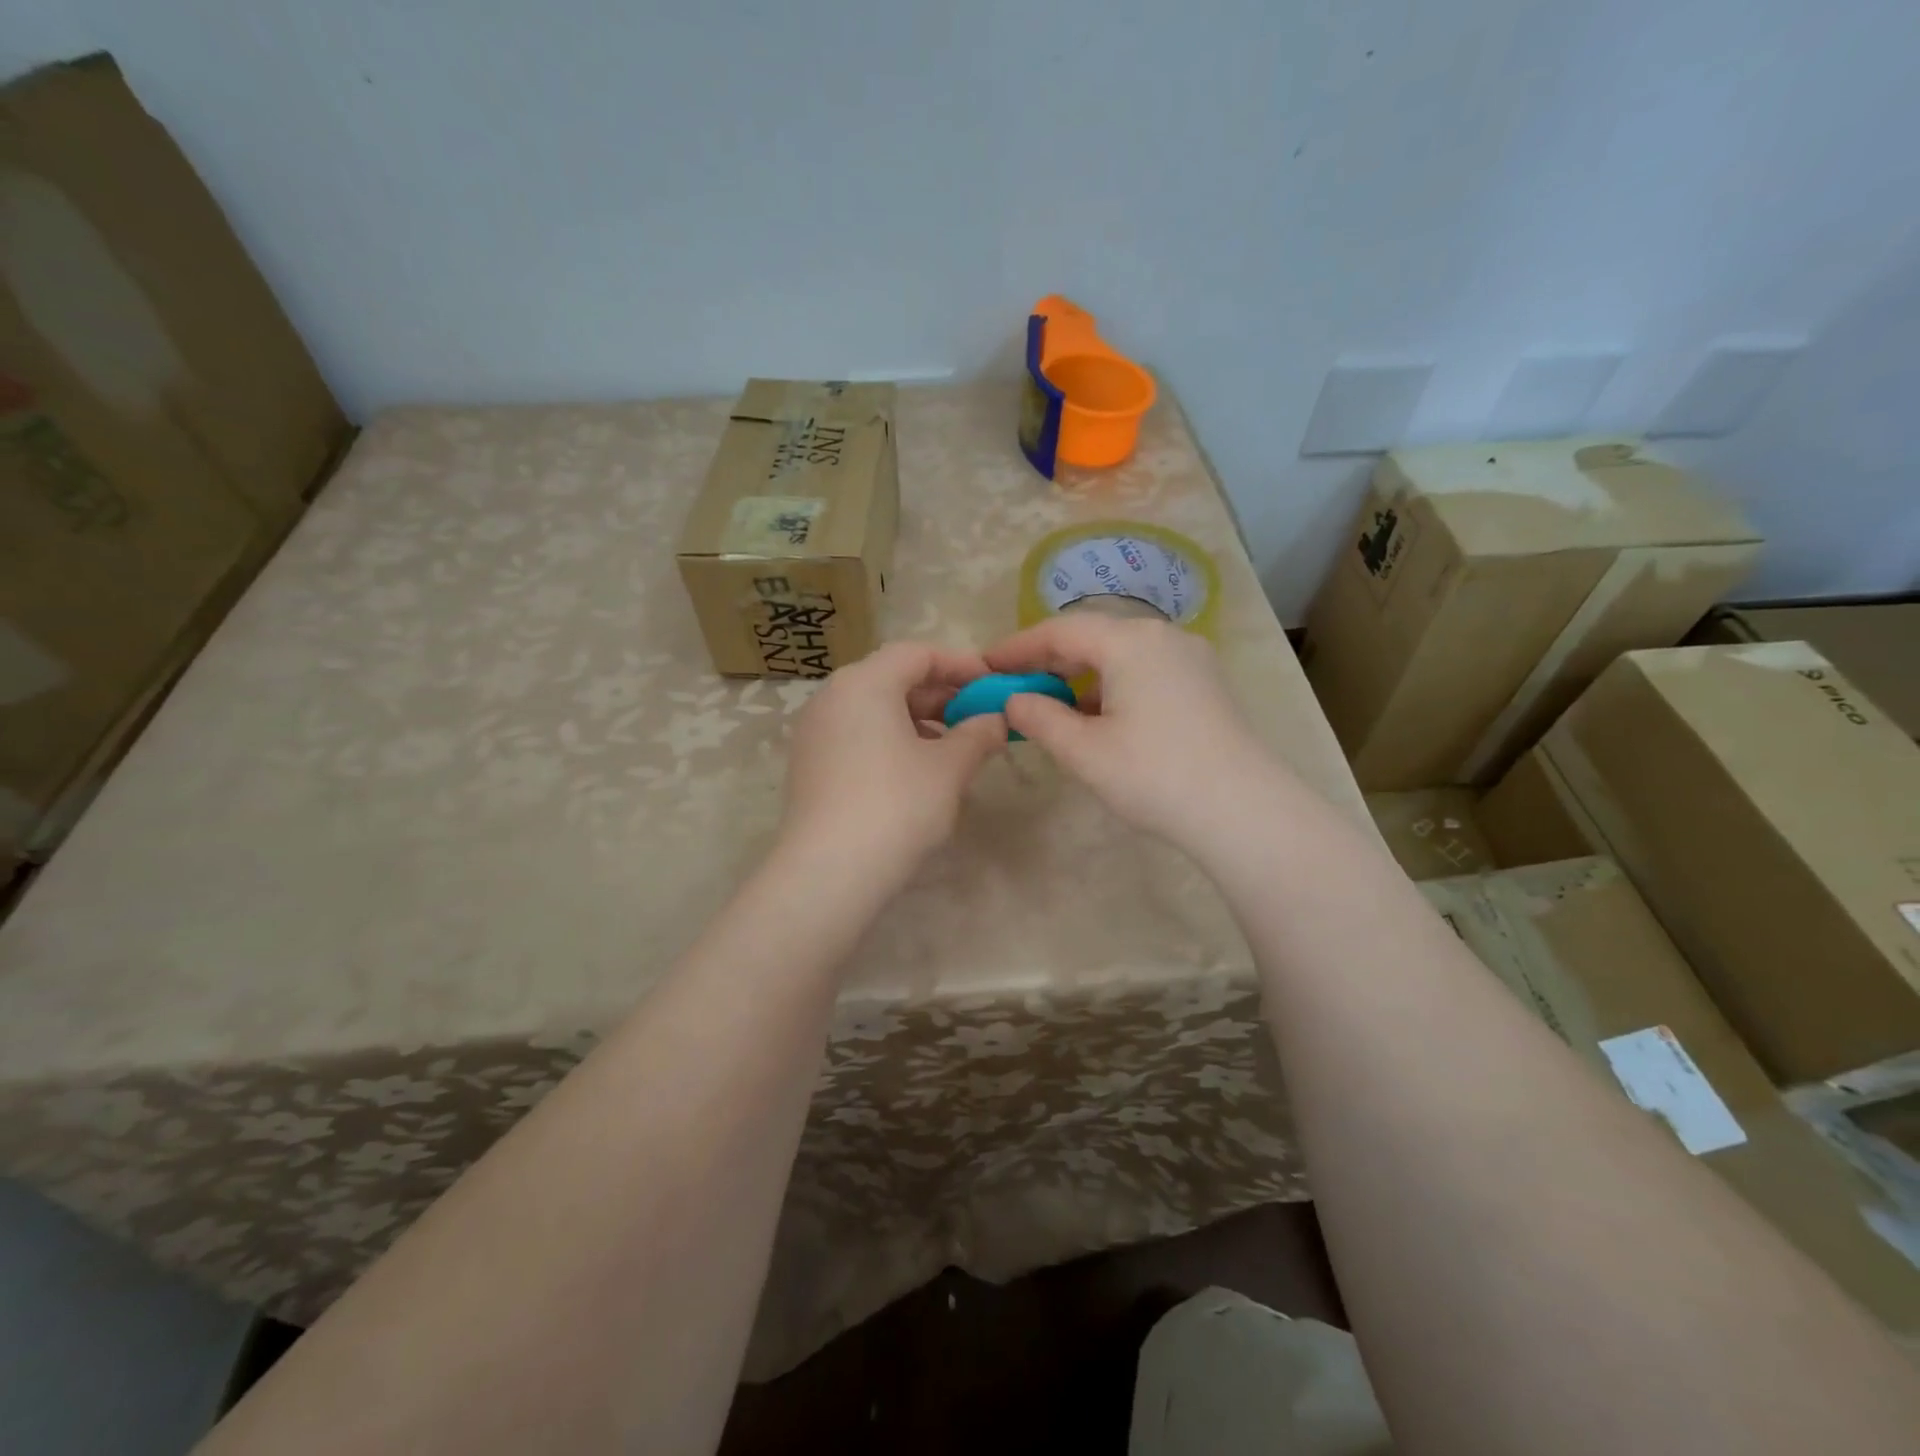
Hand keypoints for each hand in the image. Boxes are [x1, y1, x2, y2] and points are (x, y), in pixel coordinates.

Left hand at [779, 642, 1006, 877]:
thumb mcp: (949, 768)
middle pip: (893, 678)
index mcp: (864, 683)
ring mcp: (815, 731)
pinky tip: (918, 771)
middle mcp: (832, 696)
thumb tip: (997, 720)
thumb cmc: (896, 805)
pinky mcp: (809, 764)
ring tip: (954, 748)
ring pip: (875, 709)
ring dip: (919, 720)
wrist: (829, 872)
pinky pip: (857, 735)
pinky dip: (892, 740)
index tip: (992, 684)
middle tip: (978, 718)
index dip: (961, 664)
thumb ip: (978, 734)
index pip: (918, 653)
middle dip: (941, 695)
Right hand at [984, 616, 1282, 853]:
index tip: (985, 665)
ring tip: (1048, 703)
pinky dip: (1111, 685)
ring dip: (1079, 675)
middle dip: (1048, 660)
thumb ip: (1040, 718)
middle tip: (1011, 685)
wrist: (1243, 811)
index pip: (1060, 630)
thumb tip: (1014, 700)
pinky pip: (1144, 670)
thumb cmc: (1155, 776)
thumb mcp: (1084, 751)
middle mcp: (1162, 636)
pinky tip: (1096, 715)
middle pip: (1092, 637)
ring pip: (1119, 654)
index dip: (1017, 647)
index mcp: (1131, 642)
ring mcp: (1189, 658)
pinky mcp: (1204, 683)